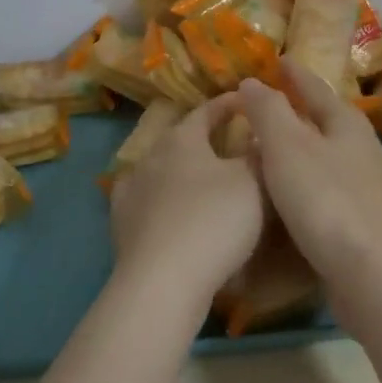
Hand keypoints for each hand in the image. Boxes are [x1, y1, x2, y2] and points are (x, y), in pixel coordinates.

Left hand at [109, 92, 264, 315]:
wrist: (163, 281)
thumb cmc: (214, 221)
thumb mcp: (253, 183)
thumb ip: (259, 155)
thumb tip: (261, 136)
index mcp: (181, 139)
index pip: (206, 111)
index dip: (227, 105)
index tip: (245, 101)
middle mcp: (151, 156)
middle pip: (180, 139)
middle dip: (203, 138)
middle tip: (227, 142)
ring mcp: (130, 190)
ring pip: (160, 169)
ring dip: (180, 170)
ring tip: (200, 178)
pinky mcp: (121, 224)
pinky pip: (146, 201)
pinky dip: (161, 200)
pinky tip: (167, 210)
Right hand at [236, 64, 381, 285]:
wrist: (369, 272)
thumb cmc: (324, 199)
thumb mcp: (287, 146)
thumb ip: (268, 110)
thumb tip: (252, 81)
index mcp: (348, 125)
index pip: (317, 89)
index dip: (295, 75)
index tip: (279, 61)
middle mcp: (364, 150)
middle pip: (329, 120)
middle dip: (303, 109)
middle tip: (274, 100)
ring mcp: (369, 187)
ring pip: (330, 154)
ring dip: (305, 145)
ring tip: (276, 145)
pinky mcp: (365, 220)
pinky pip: (331, 185)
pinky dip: (309, 178)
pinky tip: (293, 191)